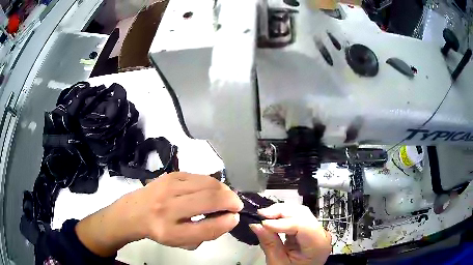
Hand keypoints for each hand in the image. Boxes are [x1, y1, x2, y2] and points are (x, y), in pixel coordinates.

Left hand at [76, 172, 242, 256]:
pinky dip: (212, 183)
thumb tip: (229, 217)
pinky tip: (212, 190)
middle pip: (209, 200)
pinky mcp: (171, 175)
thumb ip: (206, 233)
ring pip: (207, 184)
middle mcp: (167, 208)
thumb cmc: (160, 230)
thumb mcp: (181, 241)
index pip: (206, 228)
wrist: (134, 211)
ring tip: (226, 197)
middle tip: (236, 205)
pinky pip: (199, 176)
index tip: (235, 218)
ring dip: (224, 190)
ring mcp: (168, 187)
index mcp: (169, 232)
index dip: (226, 222)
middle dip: (231, 201)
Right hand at [249, 204, 331, 264]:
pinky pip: (297, 217)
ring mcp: (317, 231)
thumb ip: (269, 244)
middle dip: (281, 211)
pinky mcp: (309, 230)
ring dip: (281, 212)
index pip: (302, 225)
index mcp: (318, 245)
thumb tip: (256, 225)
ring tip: (264, 215)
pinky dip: (283, 216)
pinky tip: (272, 219)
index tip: (263, 222)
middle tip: (261, 215)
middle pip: (303, 214)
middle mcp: (321, 234)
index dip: (282, 221)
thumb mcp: (278, 263)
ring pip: (300, 212)